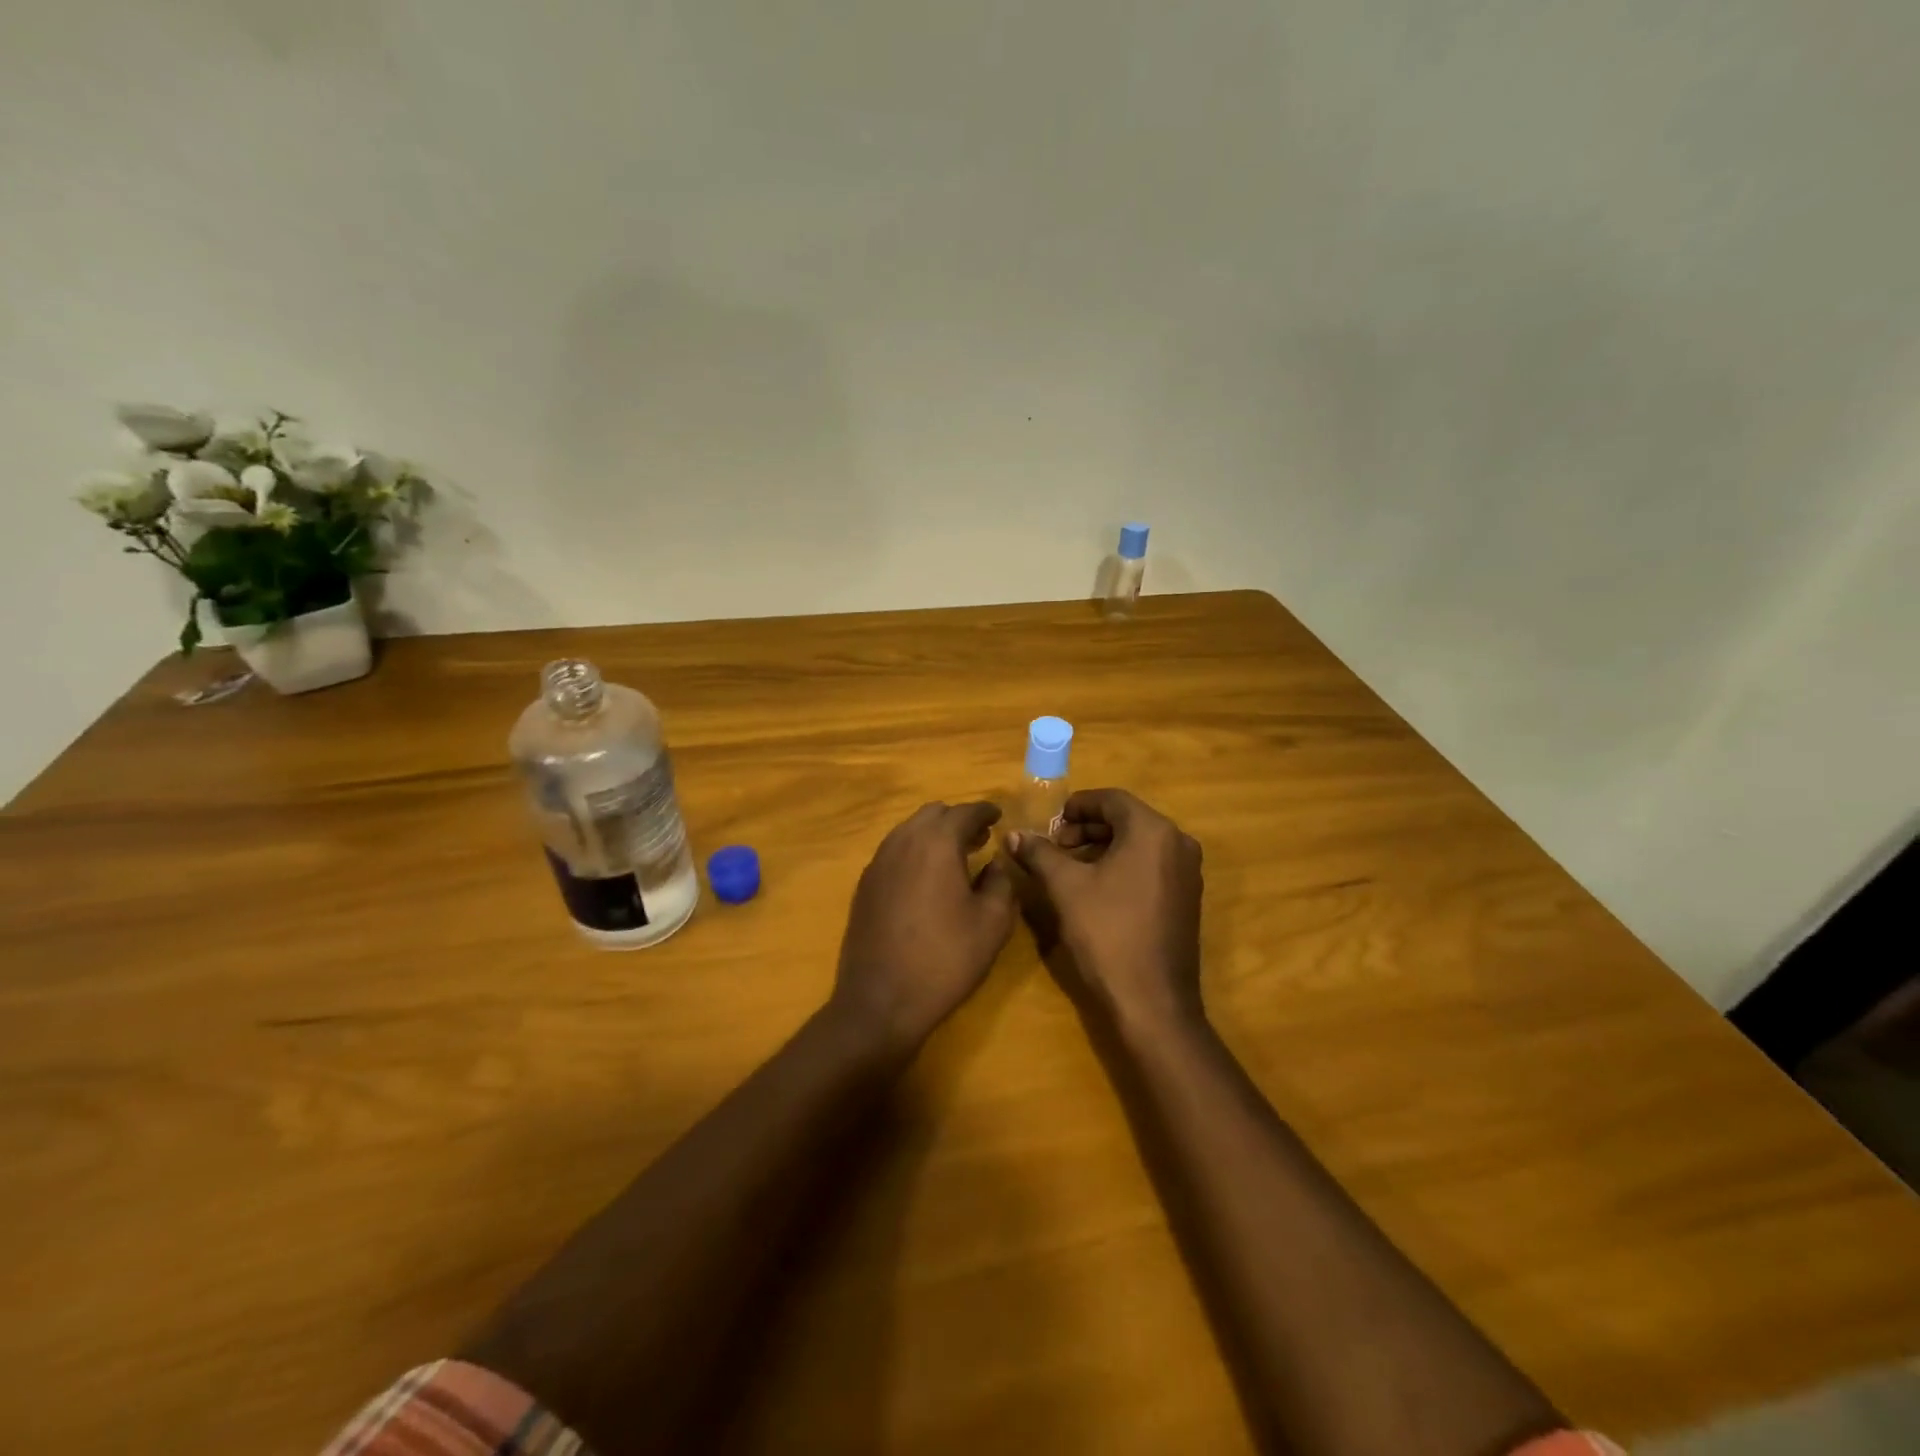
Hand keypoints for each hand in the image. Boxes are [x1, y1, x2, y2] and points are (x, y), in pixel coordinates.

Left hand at [831, 801, 1016, 1052]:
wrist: (881, 1000)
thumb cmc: (945, 959)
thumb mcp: (992, 923)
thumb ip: (1001, 883)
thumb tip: (995, 864)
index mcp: (936, 844)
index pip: (964, 812)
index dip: (985, 811)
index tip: (998, 816)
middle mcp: (902, 842)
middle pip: (932, 814)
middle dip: (958, 820)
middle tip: (980, 838)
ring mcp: (878, 862)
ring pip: (909, 830)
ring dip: (934, 834)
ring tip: (955, 856)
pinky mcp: (864, 885)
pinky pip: (894, 851)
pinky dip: (914, 851)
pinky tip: (926, 877)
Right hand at [1007, 789, 1204, 1033]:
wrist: (1153, 1001)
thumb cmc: (1107, 933)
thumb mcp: (1065, 887)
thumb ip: (1039, 853)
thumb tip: (1013, 834)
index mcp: (1153, 831)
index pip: (1111, 799)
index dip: (1076, 806)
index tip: (1050, 824)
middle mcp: (1178, 843)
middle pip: (1127, 819)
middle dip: (1087, 829)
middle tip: (1056, 847)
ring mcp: (1187, 873)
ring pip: (1139, 843)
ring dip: (1103, 847)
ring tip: (1070, 869)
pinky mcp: (1187, 898)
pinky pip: (1152, 865)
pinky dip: (1123, 865)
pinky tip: (1097, 889)